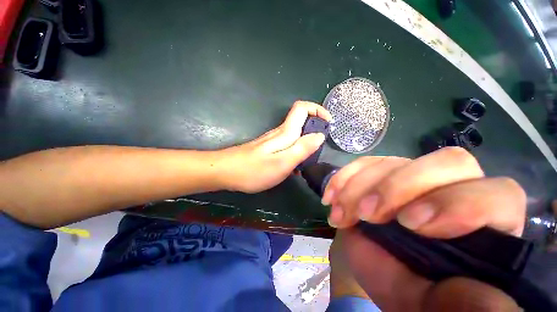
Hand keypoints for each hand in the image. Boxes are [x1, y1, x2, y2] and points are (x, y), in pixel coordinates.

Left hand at [219, 101, 331, 192]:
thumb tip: (320, 135)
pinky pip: (287, 144)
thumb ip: (302, 148)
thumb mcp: (283, 162)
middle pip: (300, 119)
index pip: (302, 108)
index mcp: (285, 133)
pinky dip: (296, 150)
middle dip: (315, 127)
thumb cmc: (254, 170)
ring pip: (294, 133)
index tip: (328, 123)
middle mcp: (279, 132)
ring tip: (310, 159)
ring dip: (306, 141)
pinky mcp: (267, 148)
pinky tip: (294, 165)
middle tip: (321, 147)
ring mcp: (272, 140)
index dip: (317, 110)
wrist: (226, 172)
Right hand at [325, 147, 525, 310]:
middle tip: (368, 214)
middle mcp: (454, 191)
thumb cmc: (412, 291)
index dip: (459, 203)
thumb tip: (483, 299)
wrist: (381, 270)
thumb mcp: (435, 303)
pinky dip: (344, 177)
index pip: (498, 195)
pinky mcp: (384, 173)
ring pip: (395, 161)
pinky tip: (331, 197)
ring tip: (340, 214)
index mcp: (486, 225)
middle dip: (400, 186)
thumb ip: (468, 304)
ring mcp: (415, 178)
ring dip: (359, 187)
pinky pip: (365, 163)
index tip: (410, 226)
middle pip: (449, 162)